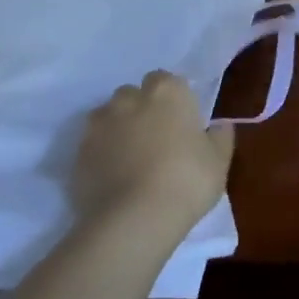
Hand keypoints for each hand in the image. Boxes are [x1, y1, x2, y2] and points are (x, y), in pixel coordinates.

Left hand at [70, 72, 233, 234]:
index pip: (166, 79)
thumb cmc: (187, 180)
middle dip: (142, 109)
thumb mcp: (219, 160)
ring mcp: (98, 126)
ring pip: (108, 117)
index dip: (174, 99)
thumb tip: (219, 125)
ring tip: (133, 157)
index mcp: (167, 93)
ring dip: (119, 129)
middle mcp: (128, 100)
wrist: (133, 219)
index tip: (182, 120)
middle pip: (133, 94)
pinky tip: (116, 177)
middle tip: (158, 138)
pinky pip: (93, 146)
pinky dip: (102, 154)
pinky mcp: (77, 154)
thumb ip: (220, 137)